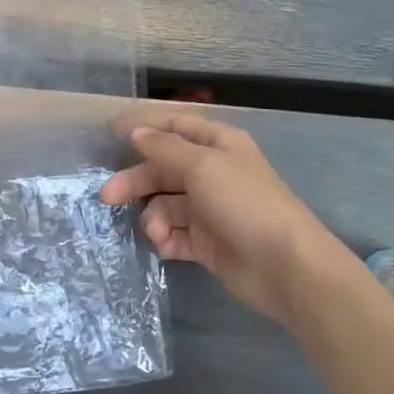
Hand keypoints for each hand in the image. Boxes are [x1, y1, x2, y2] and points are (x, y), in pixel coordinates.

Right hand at [99, 108, 341, 323]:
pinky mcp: (207, 242)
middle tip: (107, 196)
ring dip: (154, 217)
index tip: (111, 132)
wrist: (286, 266)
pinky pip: (174, 234)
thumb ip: (164, 148)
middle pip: (162, 169)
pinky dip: (166, 239)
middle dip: (136, 181)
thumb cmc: (244, 203)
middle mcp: (212, 172)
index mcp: (218, 144)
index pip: (175, 126)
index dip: (144, 127)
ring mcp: (209, 209)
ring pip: (165, 204)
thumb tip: (137, 134)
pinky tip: (165, 246)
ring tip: (156, 232)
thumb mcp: (201, 166)